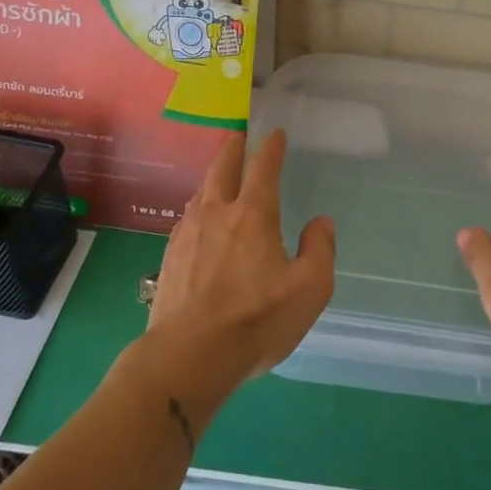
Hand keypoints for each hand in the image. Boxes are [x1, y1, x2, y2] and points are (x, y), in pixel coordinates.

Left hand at [146, 131, 335, 399]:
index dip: (271, 147)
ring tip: (220, 176)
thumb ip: (319, 250)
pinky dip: (199, 206)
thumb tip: (320, 222)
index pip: (264, 167)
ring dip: (213, 176)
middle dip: (234, 148)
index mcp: (254, 214)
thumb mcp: (309, 289)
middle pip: (223, 168)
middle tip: (239, 136)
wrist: (188, 356)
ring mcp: (188, 233)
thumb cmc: (256, 320)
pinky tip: (199, 220)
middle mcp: (218, 213)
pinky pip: (188, 218)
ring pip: (201, 191)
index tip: (275, 133)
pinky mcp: (170, 257)